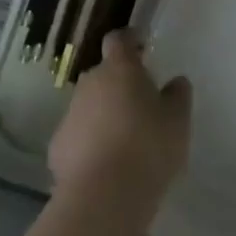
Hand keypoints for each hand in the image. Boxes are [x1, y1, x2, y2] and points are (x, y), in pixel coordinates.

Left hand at [48, 30, 190, 221]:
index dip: (129, 40)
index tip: (141, 46)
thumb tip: (176, 81)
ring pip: (90, 105)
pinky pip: (79, 134)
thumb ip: (178, 96)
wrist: (104, 195)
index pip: (119, 40)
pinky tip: (106, 165)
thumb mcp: (178, 121)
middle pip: (104, 74)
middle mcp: (90, 84)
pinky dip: (90, 142)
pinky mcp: (58, 145)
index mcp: (120, 70)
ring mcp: (70, 114)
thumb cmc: (148, 148)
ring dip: (104, 114)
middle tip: (141, 105)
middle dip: (119, 84)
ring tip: (125, 141)